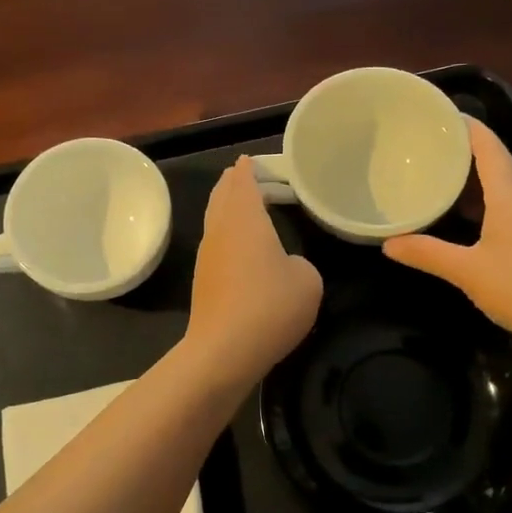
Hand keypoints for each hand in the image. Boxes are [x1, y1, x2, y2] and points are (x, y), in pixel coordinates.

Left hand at [182, 156, 322, 390]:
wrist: (223, 351)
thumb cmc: (270, 307)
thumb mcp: (308, 281)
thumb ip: (300, 263)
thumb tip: (286, 267)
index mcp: (244, 218)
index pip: (243, 180)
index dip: (249, 168)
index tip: (253, 160)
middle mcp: (220, 229)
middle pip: (222, 195)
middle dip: (235, 183)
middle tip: (252, 178)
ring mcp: (207, 255)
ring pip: (216, 219)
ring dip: (229, 208)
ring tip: (247, 206)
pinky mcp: (204, 280)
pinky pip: (217, 243)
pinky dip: (228, 233)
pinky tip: (242, 246)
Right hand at [382, 118, 511, 343]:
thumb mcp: (468, 271)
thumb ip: (428, 254)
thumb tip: (388, 243)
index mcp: (510, 194)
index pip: (489, 145)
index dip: (465, 126)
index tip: (437, 114)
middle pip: (498, 159)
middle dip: (467, 146)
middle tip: (431, 142)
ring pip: (505, 182)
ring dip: (476, 173)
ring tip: (442, 171)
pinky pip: (509, 203)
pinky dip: (485, 198)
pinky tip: (466, 214)